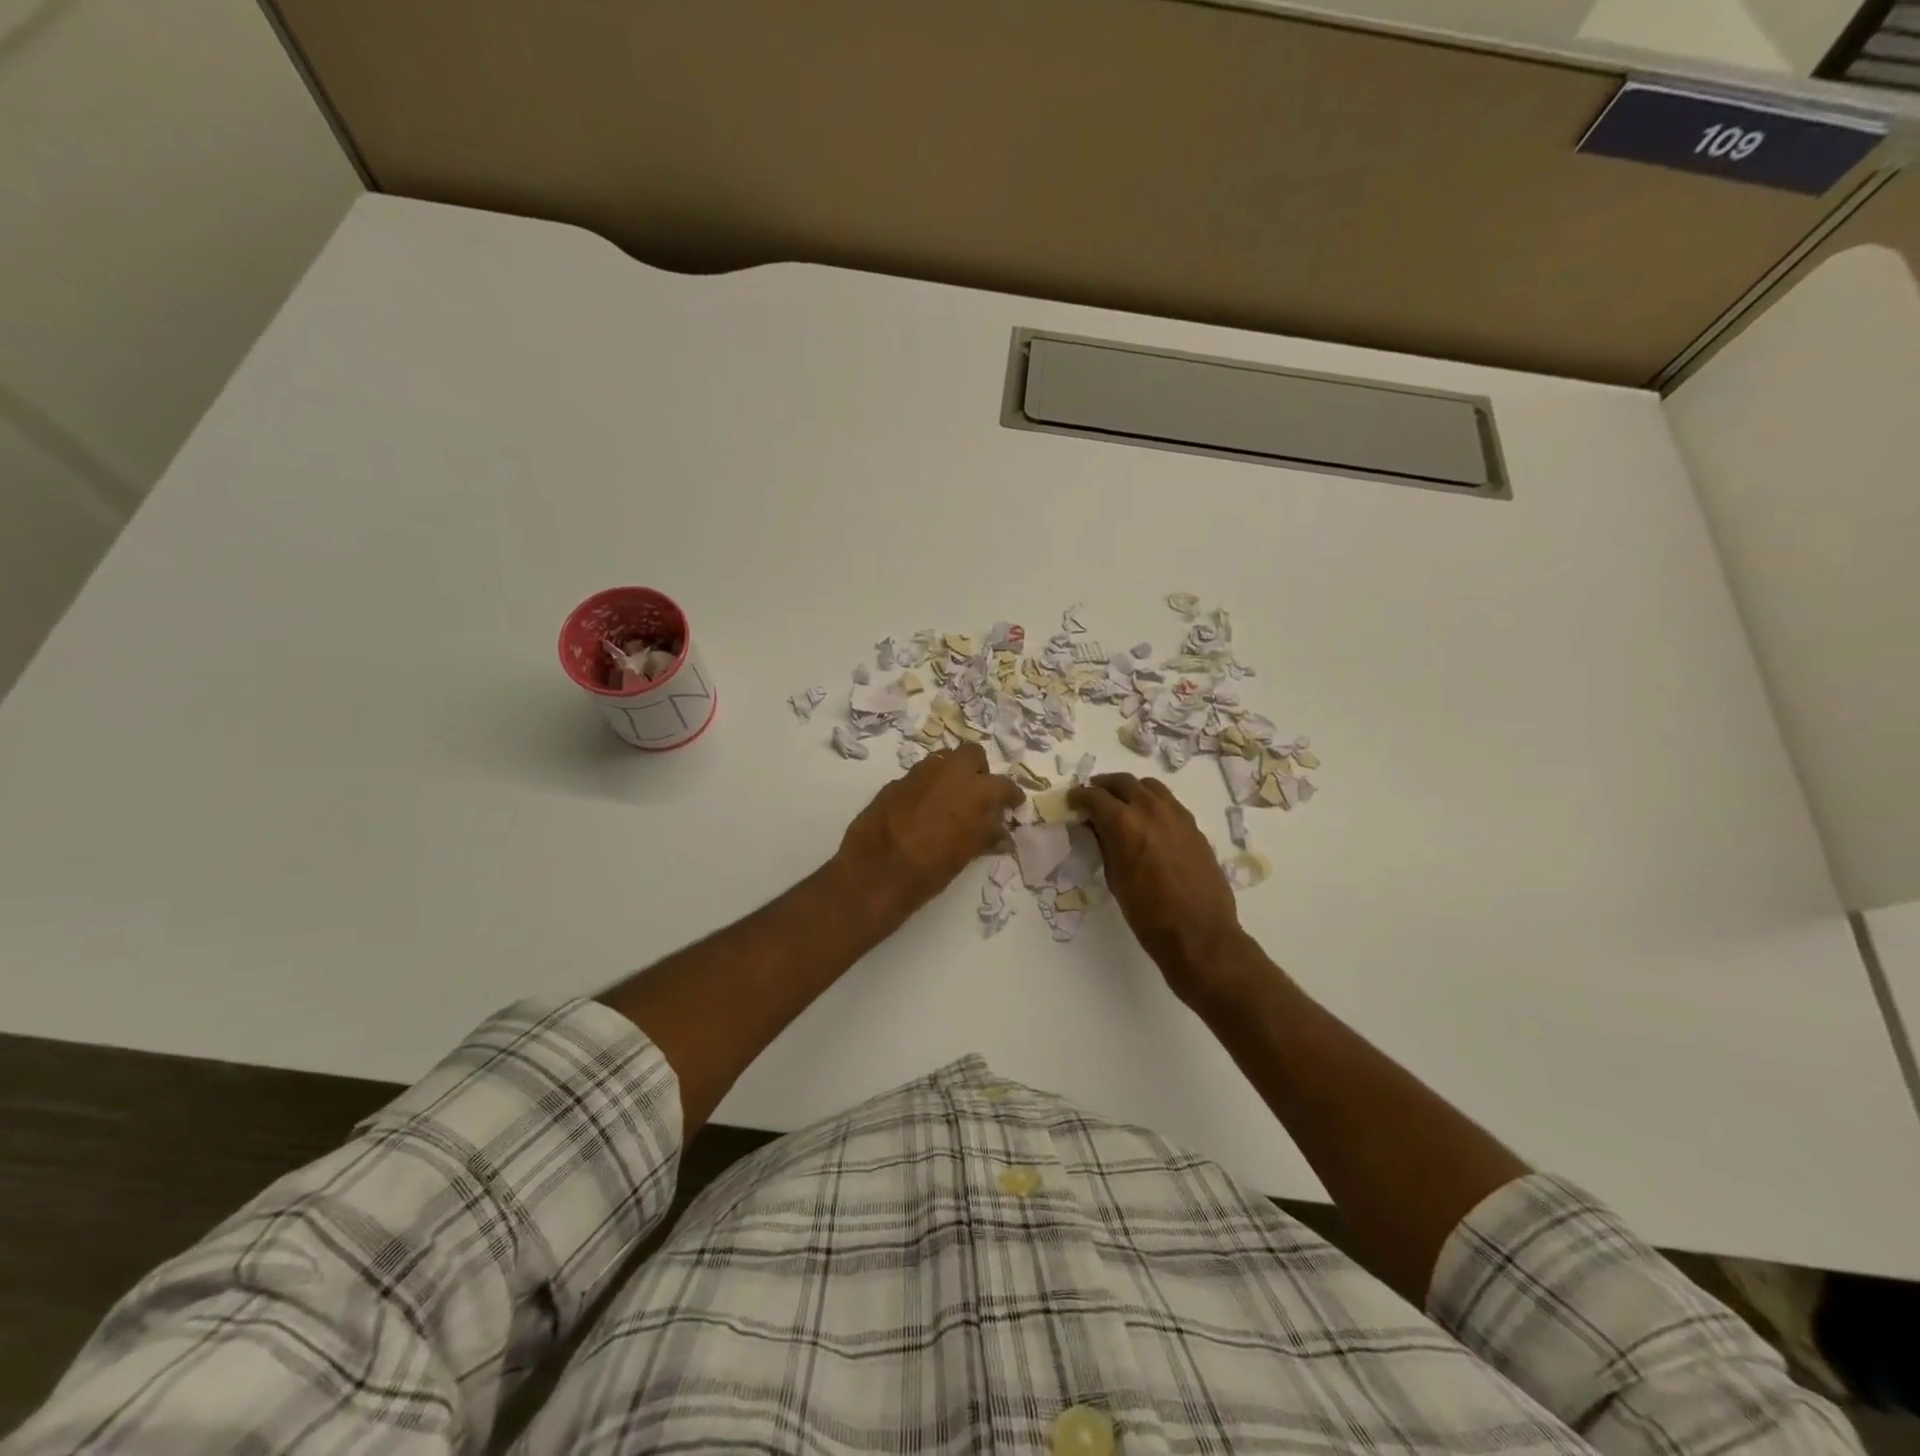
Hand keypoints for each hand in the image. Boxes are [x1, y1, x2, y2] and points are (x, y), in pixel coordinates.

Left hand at [836, 743, 1023, 921]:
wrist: (877, 871)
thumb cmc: (931, 868)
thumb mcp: (967, 854)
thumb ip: (987, 835)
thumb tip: (1001, 832)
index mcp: (976, 790)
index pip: (1004, 785)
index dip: (1011, 796)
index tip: (1012, 805)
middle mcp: (949, 771)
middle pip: (972, 754)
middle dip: (979, 771)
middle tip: (978, 795)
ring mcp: (920, 773)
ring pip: (944, 760)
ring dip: (952, 775)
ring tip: (951, 801)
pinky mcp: (895, 781)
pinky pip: (920, 776)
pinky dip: (928, 787)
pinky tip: (923, 810)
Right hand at [1069, 773, 1249, 1004]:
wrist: (1199, 934)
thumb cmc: (1148, 915)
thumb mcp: (1115, 879)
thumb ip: (1105, 845)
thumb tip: (1097, 827)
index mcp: (1125, 824)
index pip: (1095, 796)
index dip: (1080, 796)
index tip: (1073, 800)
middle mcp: (1151, 810)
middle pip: (1122, 782)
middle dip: (1103, 786)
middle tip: (1093, 797)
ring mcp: (1177, 815)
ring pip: (1149, 786)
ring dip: (1130, 790)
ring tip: (1120, 803)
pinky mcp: (1193, 826)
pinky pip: (1168, 801)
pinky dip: (1151, 802)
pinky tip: (1146, 819)